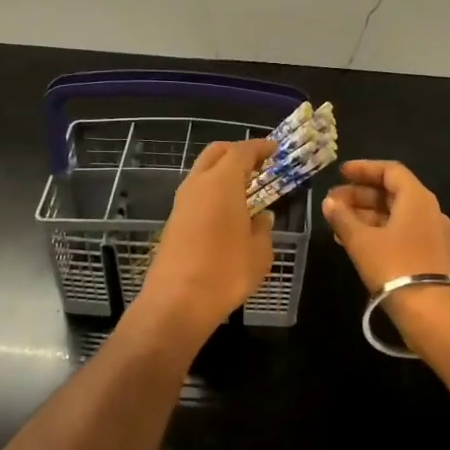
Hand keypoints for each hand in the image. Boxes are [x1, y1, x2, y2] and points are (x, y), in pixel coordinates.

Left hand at [133, 139, 275, 340]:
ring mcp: (181, 202)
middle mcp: (198, 184)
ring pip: (202, 172)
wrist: (177, 302)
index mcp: (222, 182)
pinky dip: (213, 190)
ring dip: (222, 172)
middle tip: (259, 164)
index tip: (276, 149)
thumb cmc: (226, 272)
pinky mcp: (173, 221)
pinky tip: (227, 210)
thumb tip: (261, 216)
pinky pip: (196, 193)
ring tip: (246, 188)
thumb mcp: (259, 251)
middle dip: (238, 152)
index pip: (242, 151)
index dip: (260, 147)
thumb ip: (262, 228)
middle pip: (216, 153)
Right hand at [321, 160, 449, 349]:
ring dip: (365, 215)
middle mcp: (428, 211)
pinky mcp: (429, 256)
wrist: (434, 313)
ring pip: (394, 215)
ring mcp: (431, 235)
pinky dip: (376, 232)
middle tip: (332, 202)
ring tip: (337, 223)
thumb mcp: (362, 241)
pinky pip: (399, 233)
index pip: (390, 171)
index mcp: (416, 198)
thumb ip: (343, 217)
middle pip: (392, 193)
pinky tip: (354, 243)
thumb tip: (330, 201)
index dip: (364, 169)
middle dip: (359, 195)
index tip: (340, 172)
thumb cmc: (395, 266)